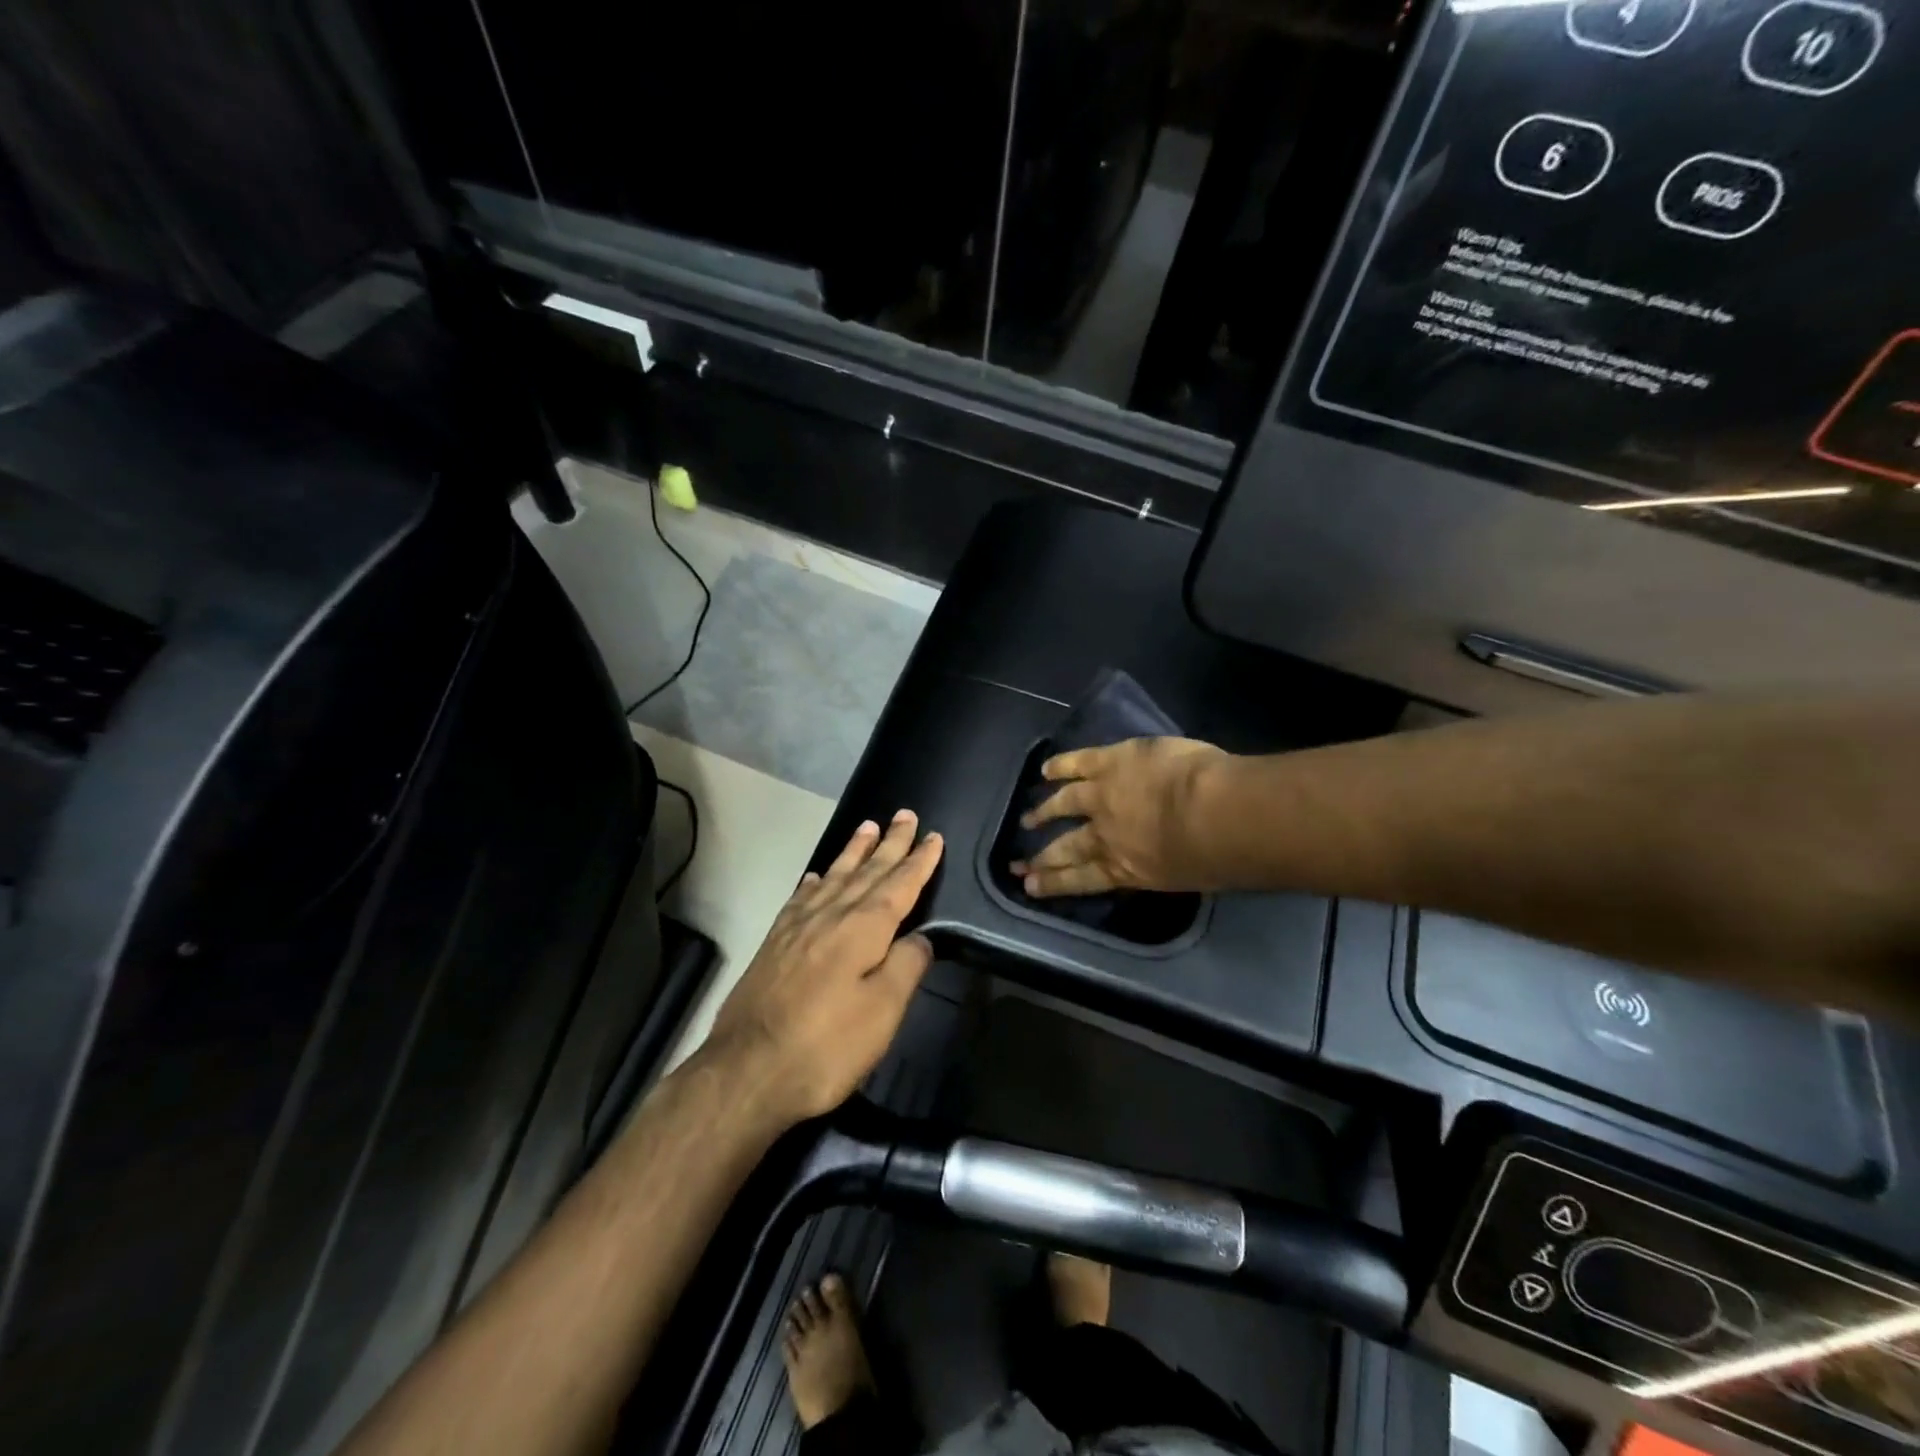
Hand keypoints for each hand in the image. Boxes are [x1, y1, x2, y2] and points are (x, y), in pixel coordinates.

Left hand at [708, 810, 944, 1122]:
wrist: (747, 1070)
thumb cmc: (826, 1045)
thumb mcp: (882, 1012)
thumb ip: (906, 966)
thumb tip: (921, 936)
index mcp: (863, 929)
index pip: (899, 885)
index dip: (919, 861)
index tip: (933, 836)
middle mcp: (831, 915)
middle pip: (867, 872)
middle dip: (890, 843)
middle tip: (904, 815)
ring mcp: (798, 927)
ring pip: (833, 877)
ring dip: (854, 852)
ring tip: (867, 827)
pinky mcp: (775, 944)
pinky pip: (800, 898)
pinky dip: (814, 882)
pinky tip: (815, 877)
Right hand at [1013, 737, 1227, 897]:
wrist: (1212, 814)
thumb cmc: (1214, 857)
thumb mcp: (1186, 877)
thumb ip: (1165, 868)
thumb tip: (1163, 863)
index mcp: (1125, 869)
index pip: (1081, 879)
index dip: (1053, 883)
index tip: (1029, 887)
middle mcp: (1104, 836)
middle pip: (1066, 848)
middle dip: (1041, 858)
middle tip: (1018, 866)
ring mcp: (1101, 796)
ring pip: (1064, 804)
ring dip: (1044, 812)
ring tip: (1028, 819)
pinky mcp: (1109, 762)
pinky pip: (1077, 763)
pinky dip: (1059, 766)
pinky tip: (1045, 770)